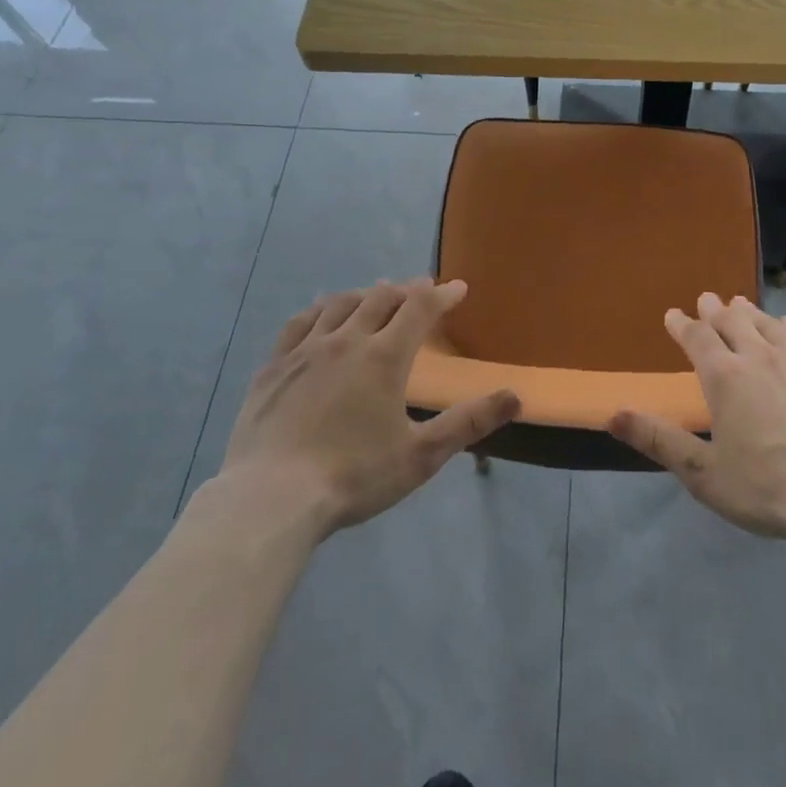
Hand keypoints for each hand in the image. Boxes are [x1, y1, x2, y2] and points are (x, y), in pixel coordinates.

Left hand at [214, 278, 519, 537]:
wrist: (269, 499)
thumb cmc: (353, 477)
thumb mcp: (421, 456)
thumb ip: (468, 423)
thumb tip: (516, 396)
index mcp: (384, 357)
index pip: (420, 308)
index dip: (442, 294)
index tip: (458, 287)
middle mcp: (346, 340)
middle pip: (380, 298)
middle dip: (405, 290)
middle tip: (419, 291)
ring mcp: (304, 350)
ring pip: (339, 304)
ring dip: (363, 294)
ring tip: (375, 295)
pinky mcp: (272, 367)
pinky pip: (298, 323)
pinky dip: (318, 310)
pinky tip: (319, 314)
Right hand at [608, 292, 785, 547]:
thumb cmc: (765, 487)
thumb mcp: (702, 472)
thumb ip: (658, 440)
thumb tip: (613, 414)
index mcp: (724, 376)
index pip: (697, 337)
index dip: (682, 324)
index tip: (673, 314)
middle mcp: (758, 357)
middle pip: (732, 321)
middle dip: (715, 309)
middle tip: (707, 298)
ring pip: (767, 324)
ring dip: (749, 312)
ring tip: (740, 303)